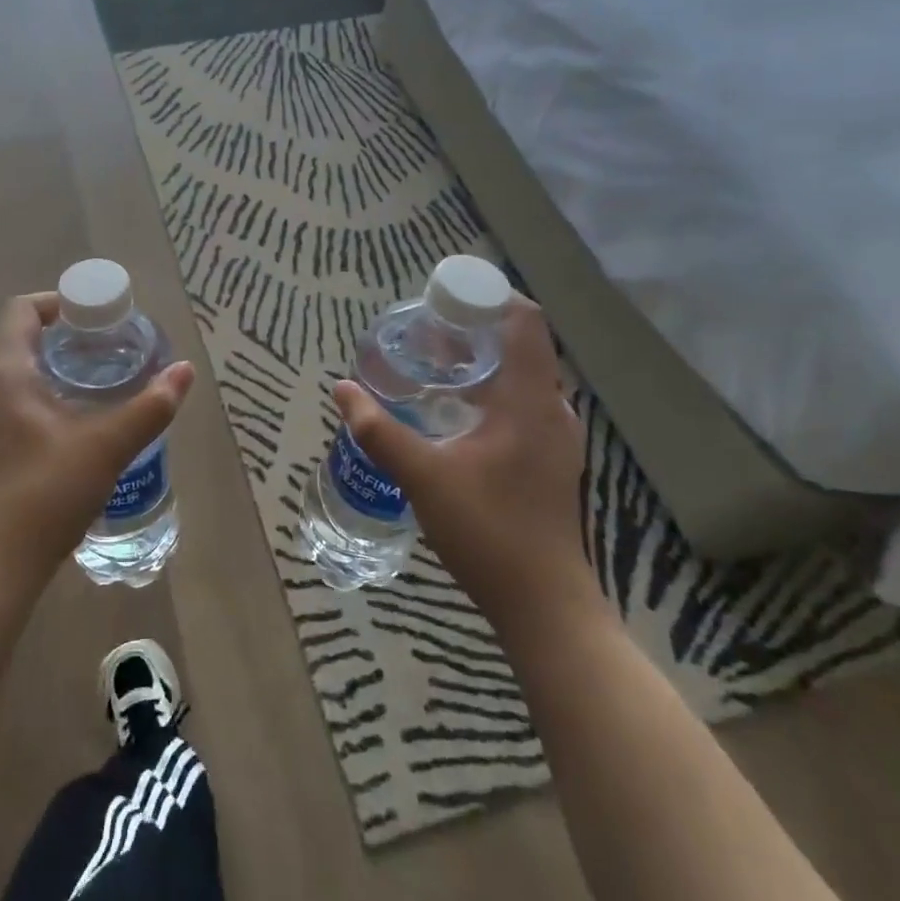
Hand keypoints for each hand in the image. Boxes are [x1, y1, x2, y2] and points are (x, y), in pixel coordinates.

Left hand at [0, 293, 194, 596]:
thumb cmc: (46, 494)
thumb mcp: (107, 447)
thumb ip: (149, 407)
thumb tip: (184, 371)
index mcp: (7, 375)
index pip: (22, 310)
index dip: (59, 303)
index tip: (98, 317)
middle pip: (24, 339)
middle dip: (69, 336)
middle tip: (113, 347)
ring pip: (23, 373)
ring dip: (61, 367)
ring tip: (105, 380)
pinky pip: (20, 401)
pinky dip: (51, 394)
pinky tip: (84, 421)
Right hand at [334, 297, 593, 618]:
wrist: (544, 604)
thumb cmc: (488, 531)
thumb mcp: (423, 477)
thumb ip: (379, 431)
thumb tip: (342, 389)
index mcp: (530, 400)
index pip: (525, 321)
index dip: (490, 297)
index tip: (446, 296)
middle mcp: (552, 408)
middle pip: (521, 343)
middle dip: (476, 328)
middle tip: (427, 329)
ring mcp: (557, 436)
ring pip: (523, 374)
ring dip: (483, 360)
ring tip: (436, 361)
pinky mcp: (552, 458)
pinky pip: (525, 401)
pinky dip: (493, 388)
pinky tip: (458, 409)